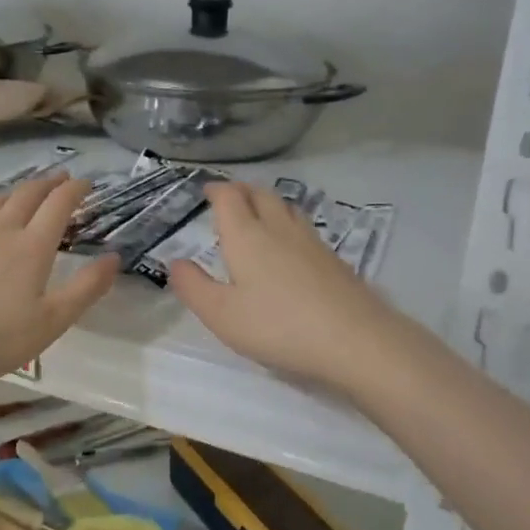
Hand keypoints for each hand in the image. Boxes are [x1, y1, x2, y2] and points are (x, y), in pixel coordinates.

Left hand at [0, 176, 117, 388]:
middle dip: (48, 183)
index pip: (59, 205)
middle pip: (28, 195)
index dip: (75, 190)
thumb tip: (114, 257)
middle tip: (60, 179)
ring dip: (15, 192)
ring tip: (24, 194)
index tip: (86, 183)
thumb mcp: (52, 322)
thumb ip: (86, 288)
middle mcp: (1, 230)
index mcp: (32, 248)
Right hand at [169, 182, 410, 394]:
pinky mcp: (333, 259)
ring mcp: (311, 242)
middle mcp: (279, 229)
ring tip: (258, 214)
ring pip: (286, 207)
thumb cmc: (277, 325)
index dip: (216, 190)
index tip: (206, 191)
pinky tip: (290, 246)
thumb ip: (194, 287)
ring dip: (267, 203)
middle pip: (260, 195)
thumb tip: (175, 262)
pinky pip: (304, 227)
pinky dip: (288, 224)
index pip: (229, 197)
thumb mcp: (221, 314)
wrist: (354, 339)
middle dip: (241, 191)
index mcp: (247, 236)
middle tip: (229, 198)